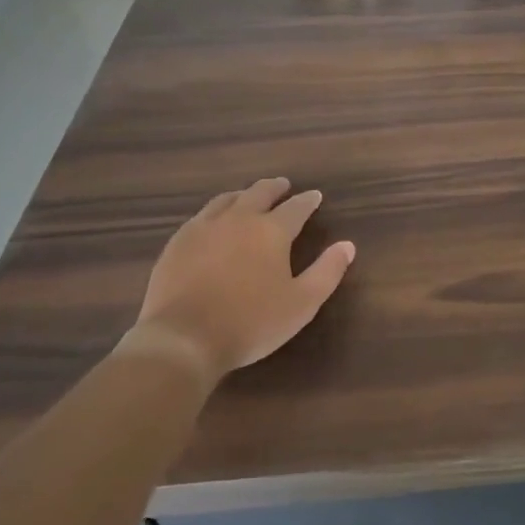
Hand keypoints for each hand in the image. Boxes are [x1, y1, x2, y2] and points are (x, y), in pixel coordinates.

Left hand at [119, 178, 353, 381]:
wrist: (183, 338)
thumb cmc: (251, 322)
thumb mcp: (302, 304)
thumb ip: (327, 272)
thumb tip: (347, 245)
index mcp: (272, 231)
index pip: (296, 207)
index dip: (308, 201)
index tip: (315, 196)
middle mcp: (239, 219)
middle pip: (259, 193)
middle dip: (275, 188)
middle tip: (283, 186)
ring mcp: (204, 228)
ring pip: (227, 200)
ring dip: (243, 195)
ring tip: (249, 197)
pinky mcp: (177, 243)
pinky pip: (201, 216)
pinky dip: (215, 211)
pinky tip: (213, 221)